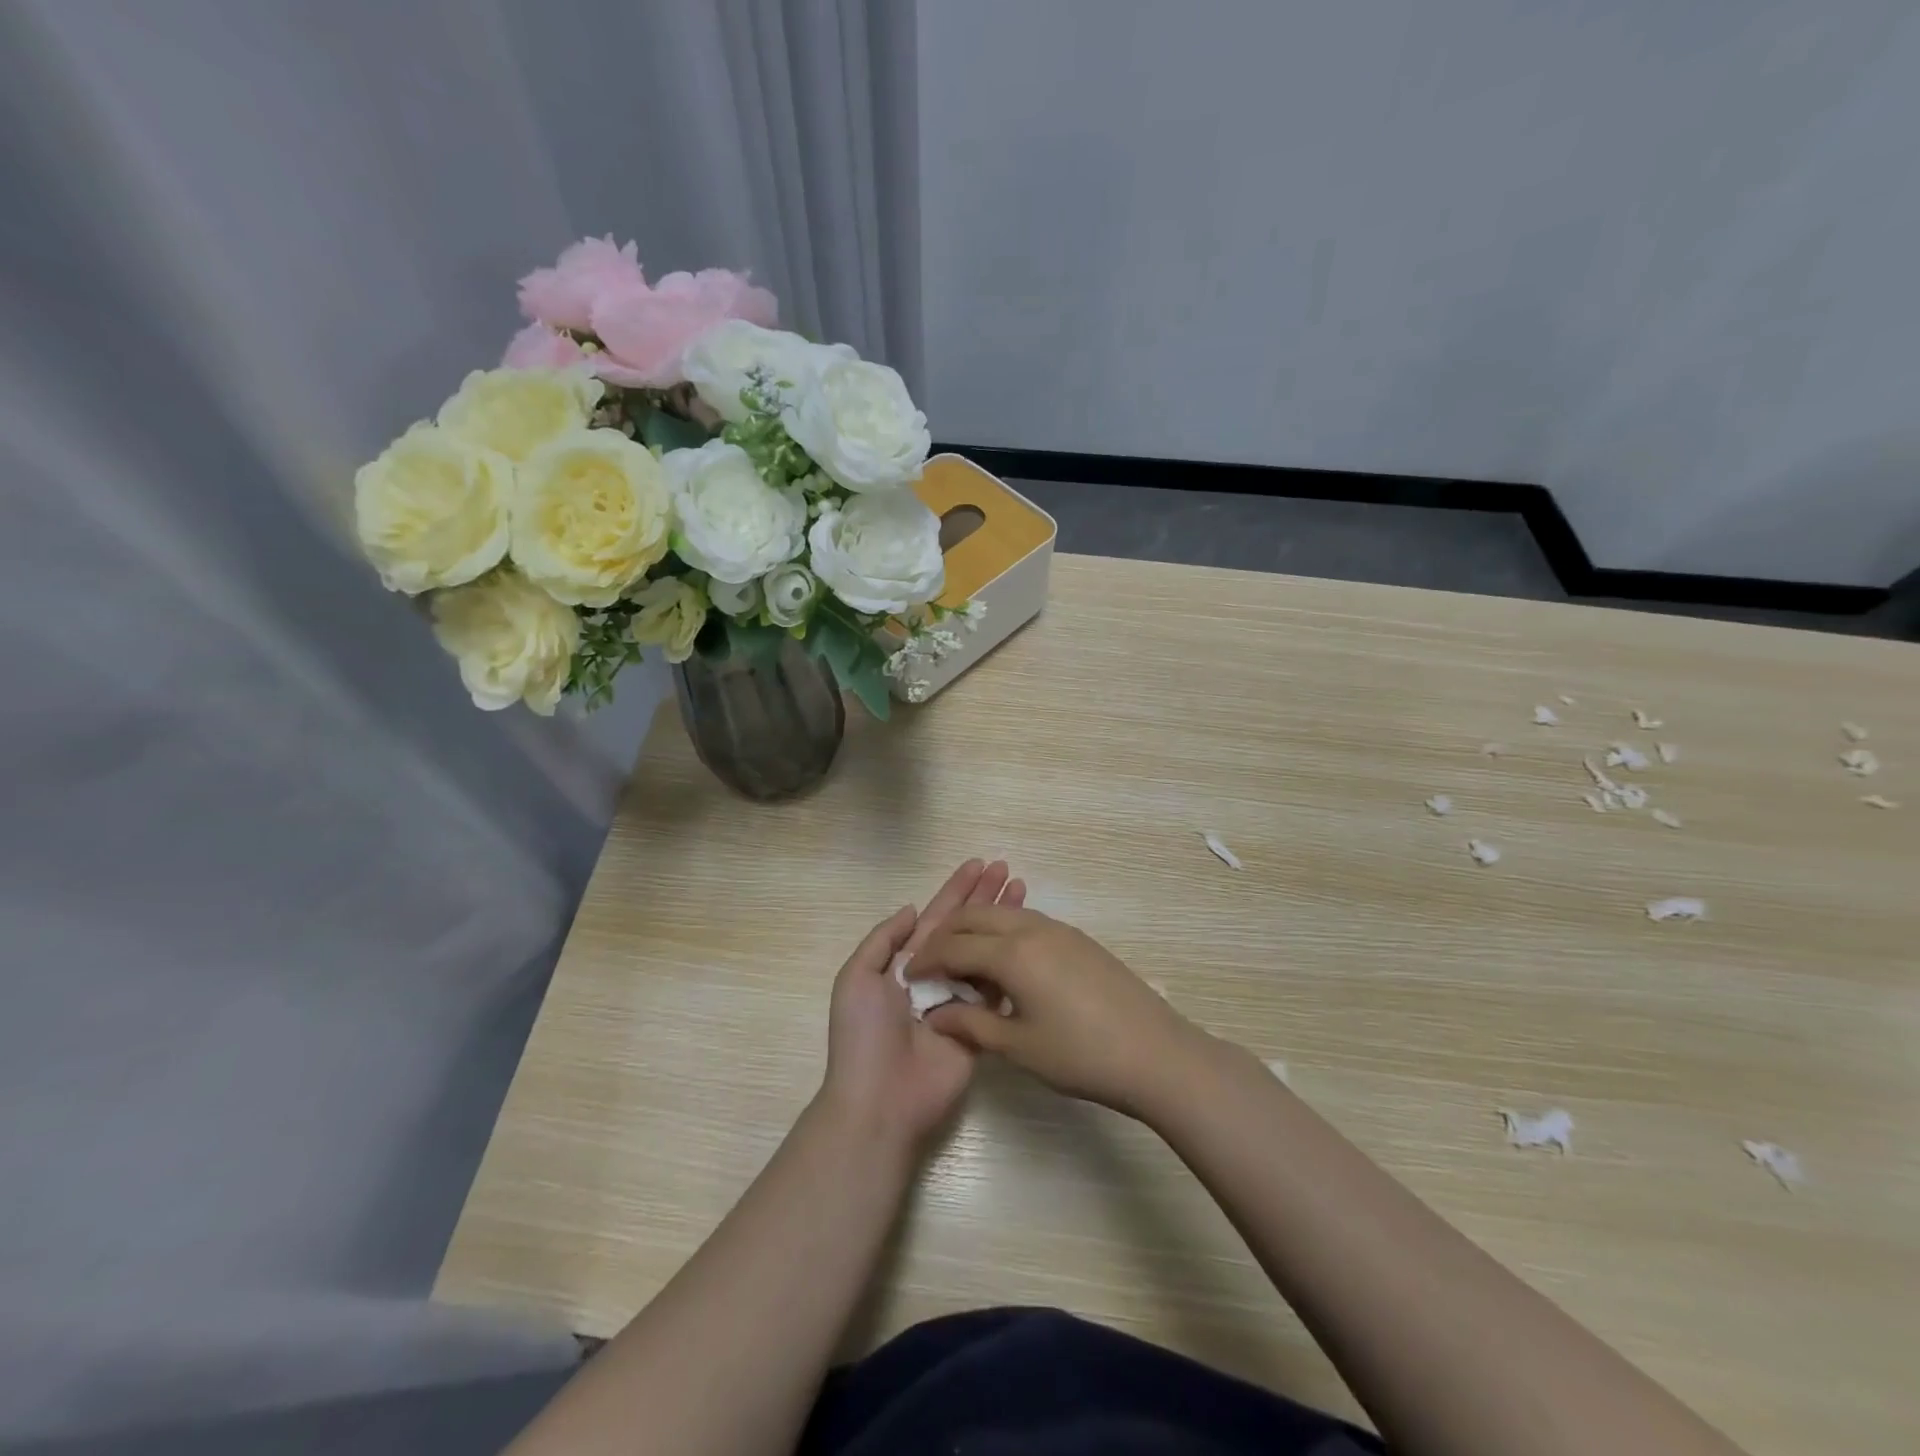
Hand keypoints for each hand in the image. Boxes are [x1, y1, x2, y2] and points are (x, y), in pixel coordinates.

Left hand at [819, 860, 1025, 1149]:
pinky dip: (1012, 964)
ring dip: (1003, 923)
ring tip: (1023, 891)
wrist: (880, 1100)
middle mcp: (935, 976)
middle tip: (1007, 868)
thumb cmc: (864, 1036)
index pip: (937, 917)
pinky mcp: (980, 1026)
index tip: (979, 864)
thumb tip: (913, 908)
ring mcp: (959, 1001)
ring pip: (986, 952)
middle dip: (984, 897)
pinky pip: (997, 990)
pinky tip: (1030, 941)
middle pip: (966, 928)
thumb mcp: (857, 978)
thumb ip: (884, 939)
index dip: (956, 890)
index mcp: (904, 963)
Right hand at [911, 906, 1203, 1116]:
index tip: (911, 977)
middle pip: (976, 917)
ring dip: (976, 929)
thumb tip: (935, 1014)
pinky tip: (1004, 962)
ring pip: (1004, 915)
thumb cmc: (1081, 1055)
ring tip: (963, 960)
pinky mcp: (1079, 939)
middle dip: (947, 934)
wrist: (1155, 1053)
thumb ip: (971, 1024)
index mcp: (1013, 953)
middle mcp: (1032, 929)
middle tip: (931, 962)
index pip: (954, 945)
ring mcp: (1060, 930)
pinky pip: (1028, 922)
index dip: (928, 959)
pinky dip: (1003, 932)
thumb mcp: (1019, 1046)